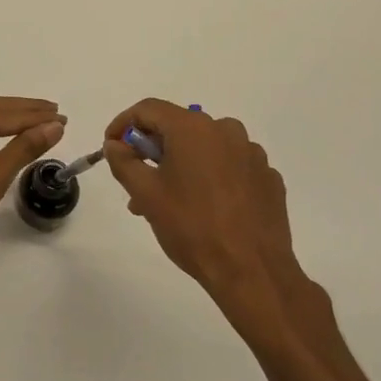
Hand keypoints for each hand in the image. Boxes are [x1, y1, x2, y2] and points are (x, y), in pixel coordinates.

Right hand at [103, 100, 331, 346]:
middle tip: (137, 183)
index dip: (123, 124)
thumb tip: (115, 144)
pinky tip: (206, 208)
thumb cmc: (192, 227)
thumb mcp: (146, 194)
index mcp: (194, 128)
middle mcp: (226, 130)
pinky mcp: (268, 178)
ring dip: (181, 166)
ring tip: (169, 203)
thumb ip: (124, 162)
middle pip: (178, 127)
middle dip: (152, 151)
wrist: (252, 271)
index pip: (148, 109)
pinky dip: (212, 177)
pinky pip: (230, 166)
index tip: (111, 147)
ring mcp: (252, 154)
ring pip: (205, 148)